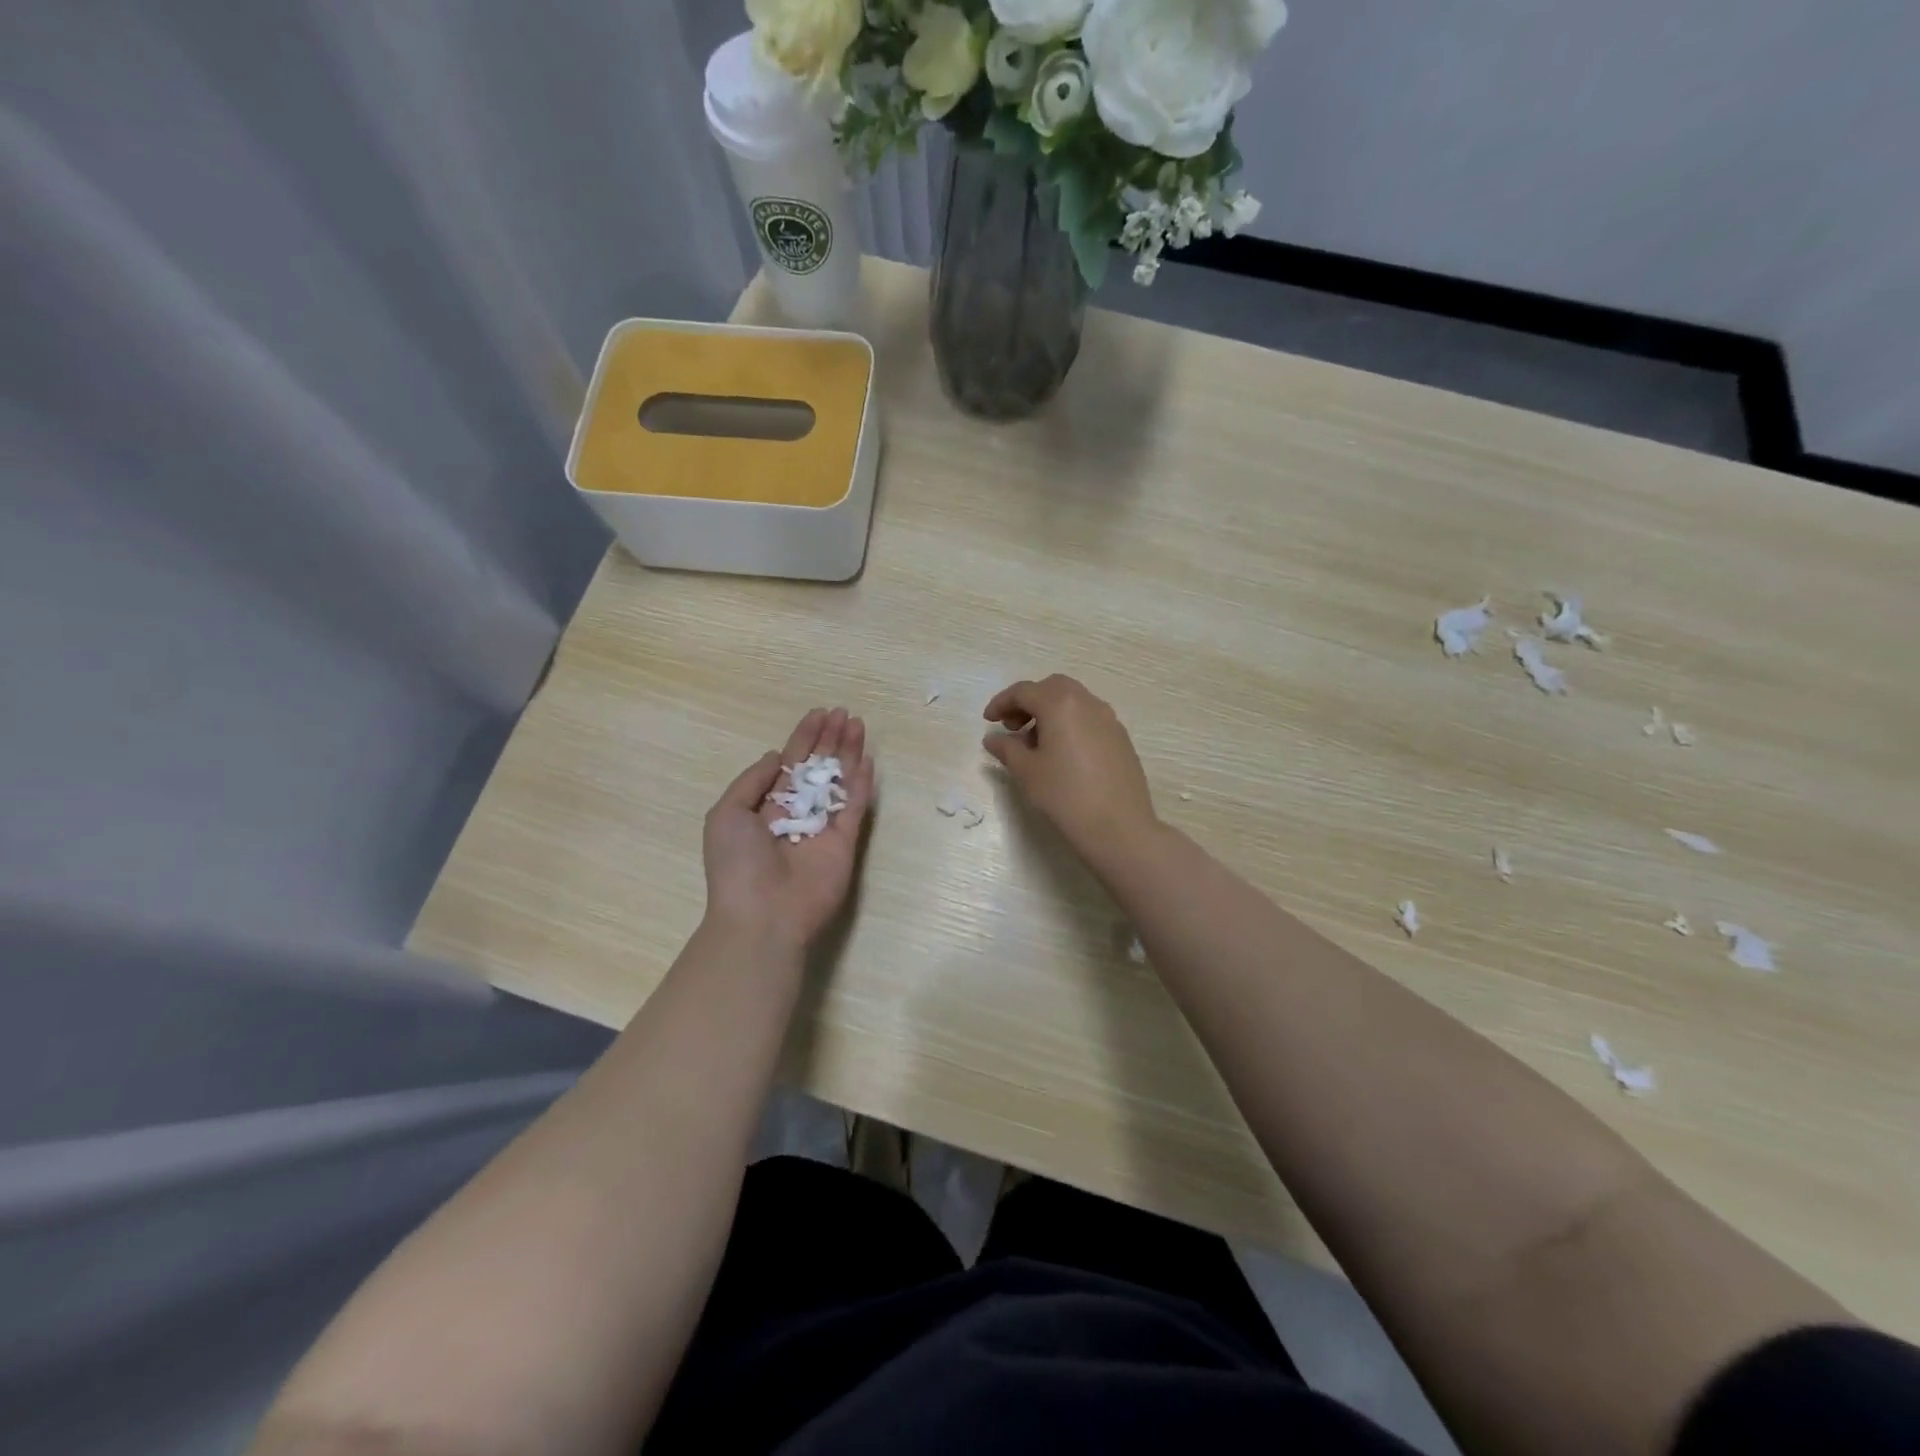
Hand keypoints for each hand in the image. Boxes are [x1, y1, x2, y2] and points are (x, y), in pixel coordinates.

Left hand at [703, 708, 875, 951]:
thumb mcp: (726, 814)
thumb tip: (777, 757)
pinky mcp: (845, 843)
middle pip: (818, 768)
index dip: (804, 738)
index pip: (790, 764)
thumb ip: (753, 781)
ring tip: (858, 725)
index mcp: (767, 807)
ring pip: (839, 782)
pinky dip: (861, 784)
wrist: (763, 915)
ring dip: (848, 754)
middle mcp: (797, 813)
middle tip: (844, 714)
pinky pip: (854, 808)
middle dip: (830, 740)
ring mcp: (823, 827)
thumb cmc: (738, 865)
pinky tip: (867, 760)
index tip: (819, 714)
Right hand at [982, 675, 1157, 862]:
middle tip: (1012, 727)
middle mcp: (1087, 703)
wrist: (1118, 827)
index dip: (1002, 703)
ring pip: (1073, 701)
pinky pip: (1089, 718)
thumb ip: (1007, 748)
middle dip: (1028, 702)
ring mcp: (1109, 719)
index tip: (988, 721)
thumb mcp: (1027, 772)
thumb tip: (993, 738)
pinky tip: (1062, 754)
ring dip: (1050, 712)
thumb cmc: (1065, 795)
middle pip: (1052, 688)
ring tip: (1035, 744)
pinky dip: (1070, 724)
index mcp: (1060, 704)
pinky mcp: (1121, 738)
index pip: (1024, 691)